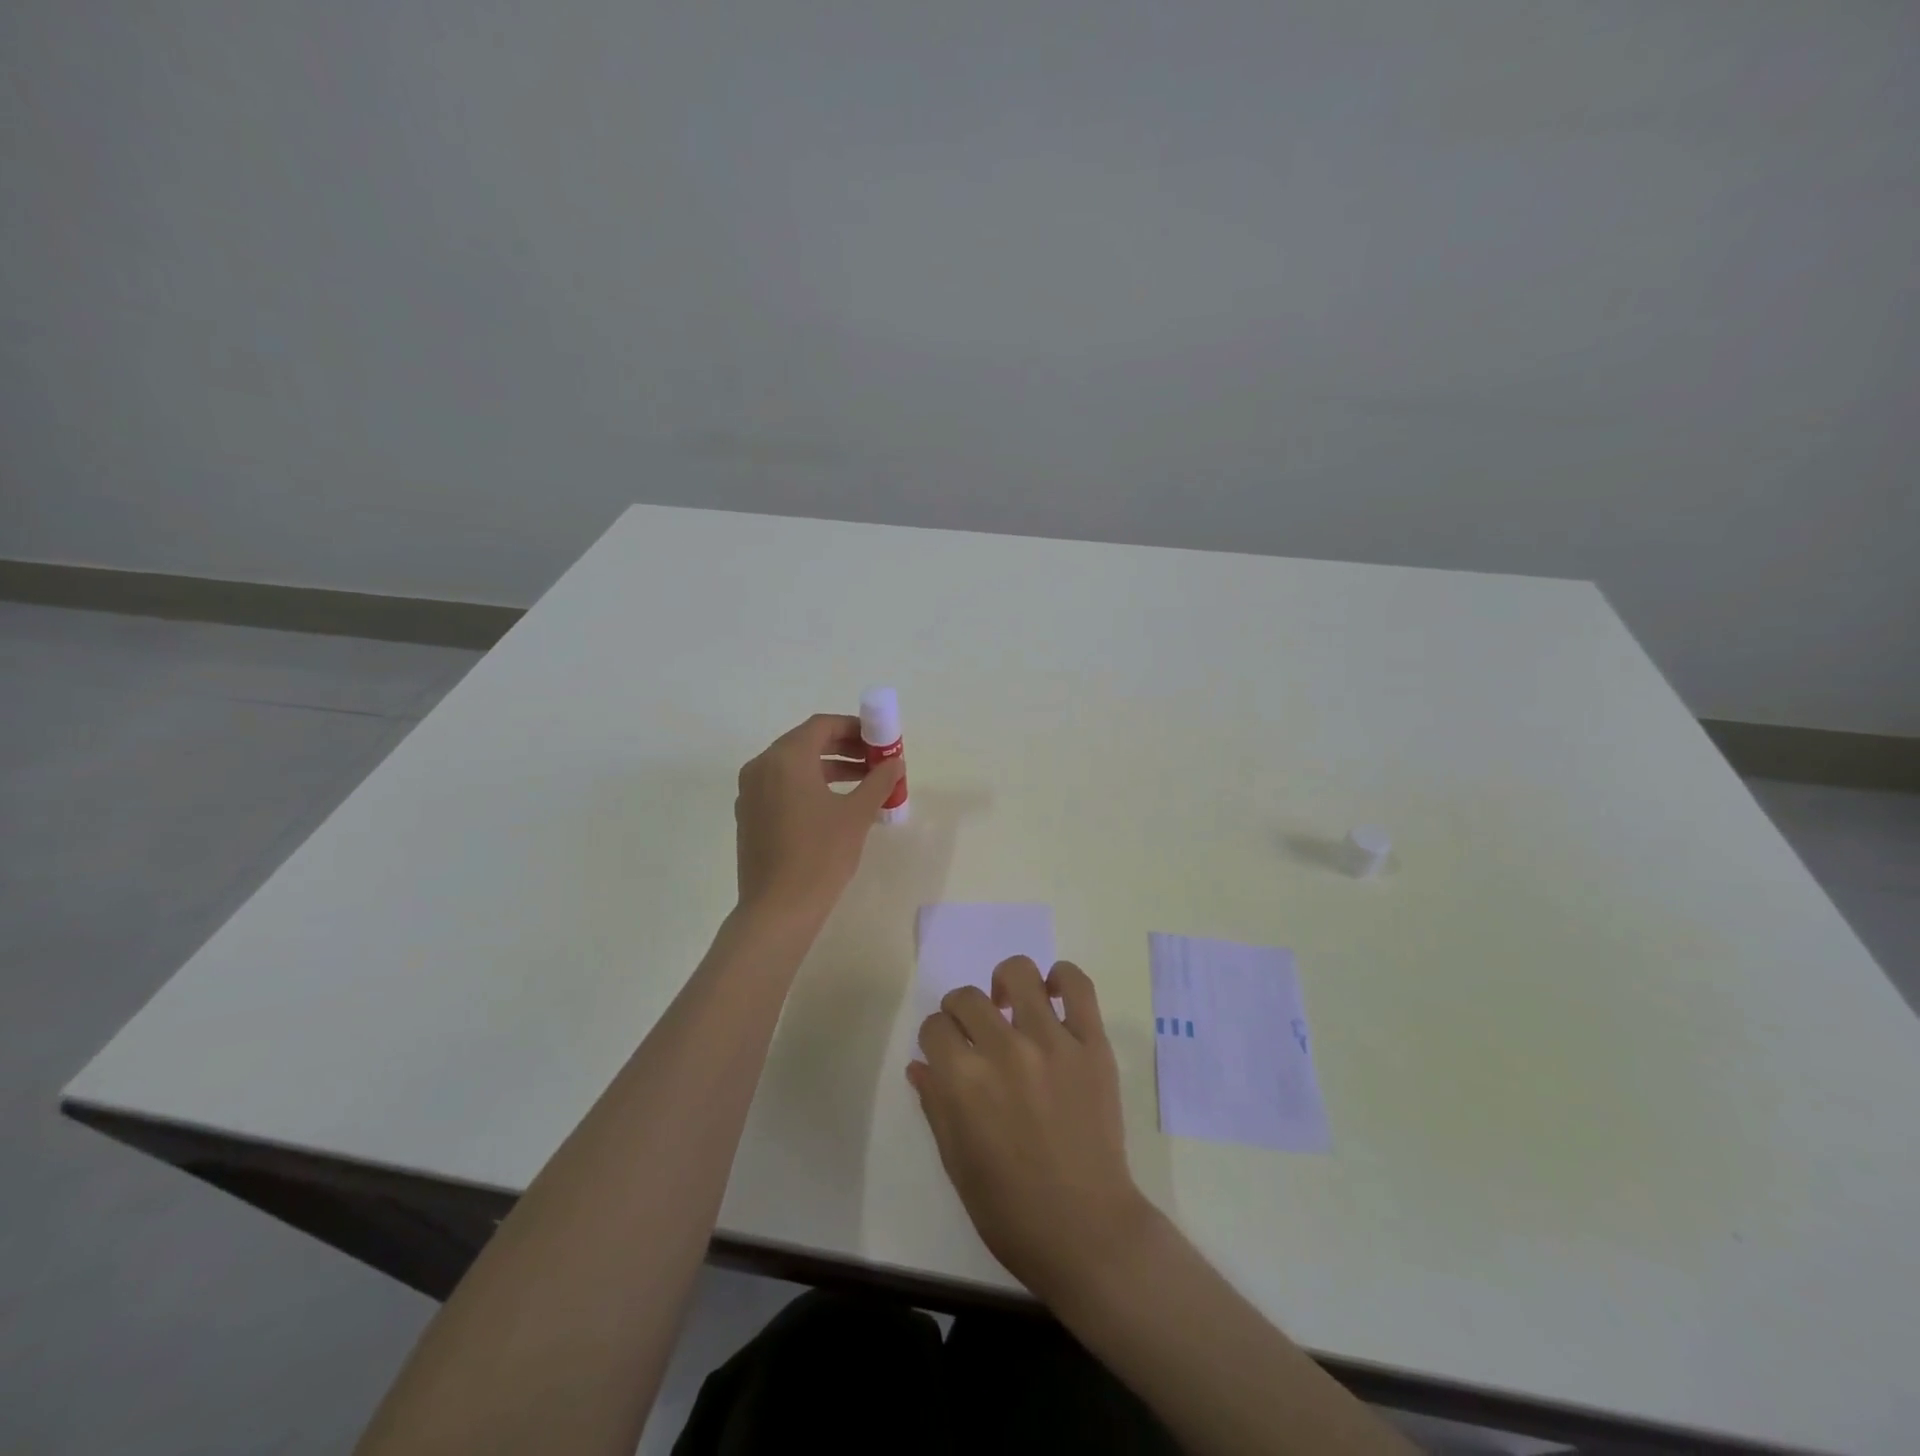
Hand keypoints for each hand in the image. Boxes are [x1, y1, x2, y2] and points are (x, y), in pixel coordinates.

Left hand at [734, 713, 903, 925]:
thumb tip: (895, 762)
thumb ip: (878, 781)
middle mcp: (761, 767)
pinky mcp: (749, 816)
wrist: (778, 909)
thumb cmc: (820, 856)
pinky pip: (782, 787)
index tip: (880, 740)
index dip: (854, 728)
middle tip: (875, 760)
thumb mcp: (856, 815)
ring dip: (829, 768)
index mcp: (785, 759)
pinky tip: (835, 806)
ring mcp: (750, 792)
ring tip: (864, 783)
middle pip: (806, 743)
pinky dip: (809, 786)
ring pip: (793, 766)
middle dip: (844, 748)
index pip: (822, 726)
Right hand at [909, 956, 1153, 1301]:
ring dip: (1005, 984)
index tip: (946, 1052)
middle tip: (975, 1034)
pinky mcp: (1091, 1044)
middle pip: (968, 997)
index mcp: (963, 1081)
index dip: (936, 1038)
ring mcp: (1052, 1041)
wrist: (1086, 1231)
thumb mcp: (956, 1162)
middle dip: (962, 1012)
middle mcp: (1004, 1049)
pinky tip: (1052, 994)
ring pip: (1019, 973)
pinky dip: (1062, 978)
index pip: (934, 1026)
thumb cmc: (1010, 1209)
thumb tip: (920, 1064)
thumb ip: (936, 1104)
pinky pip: (1078, 986)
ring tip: (1011, 1007)